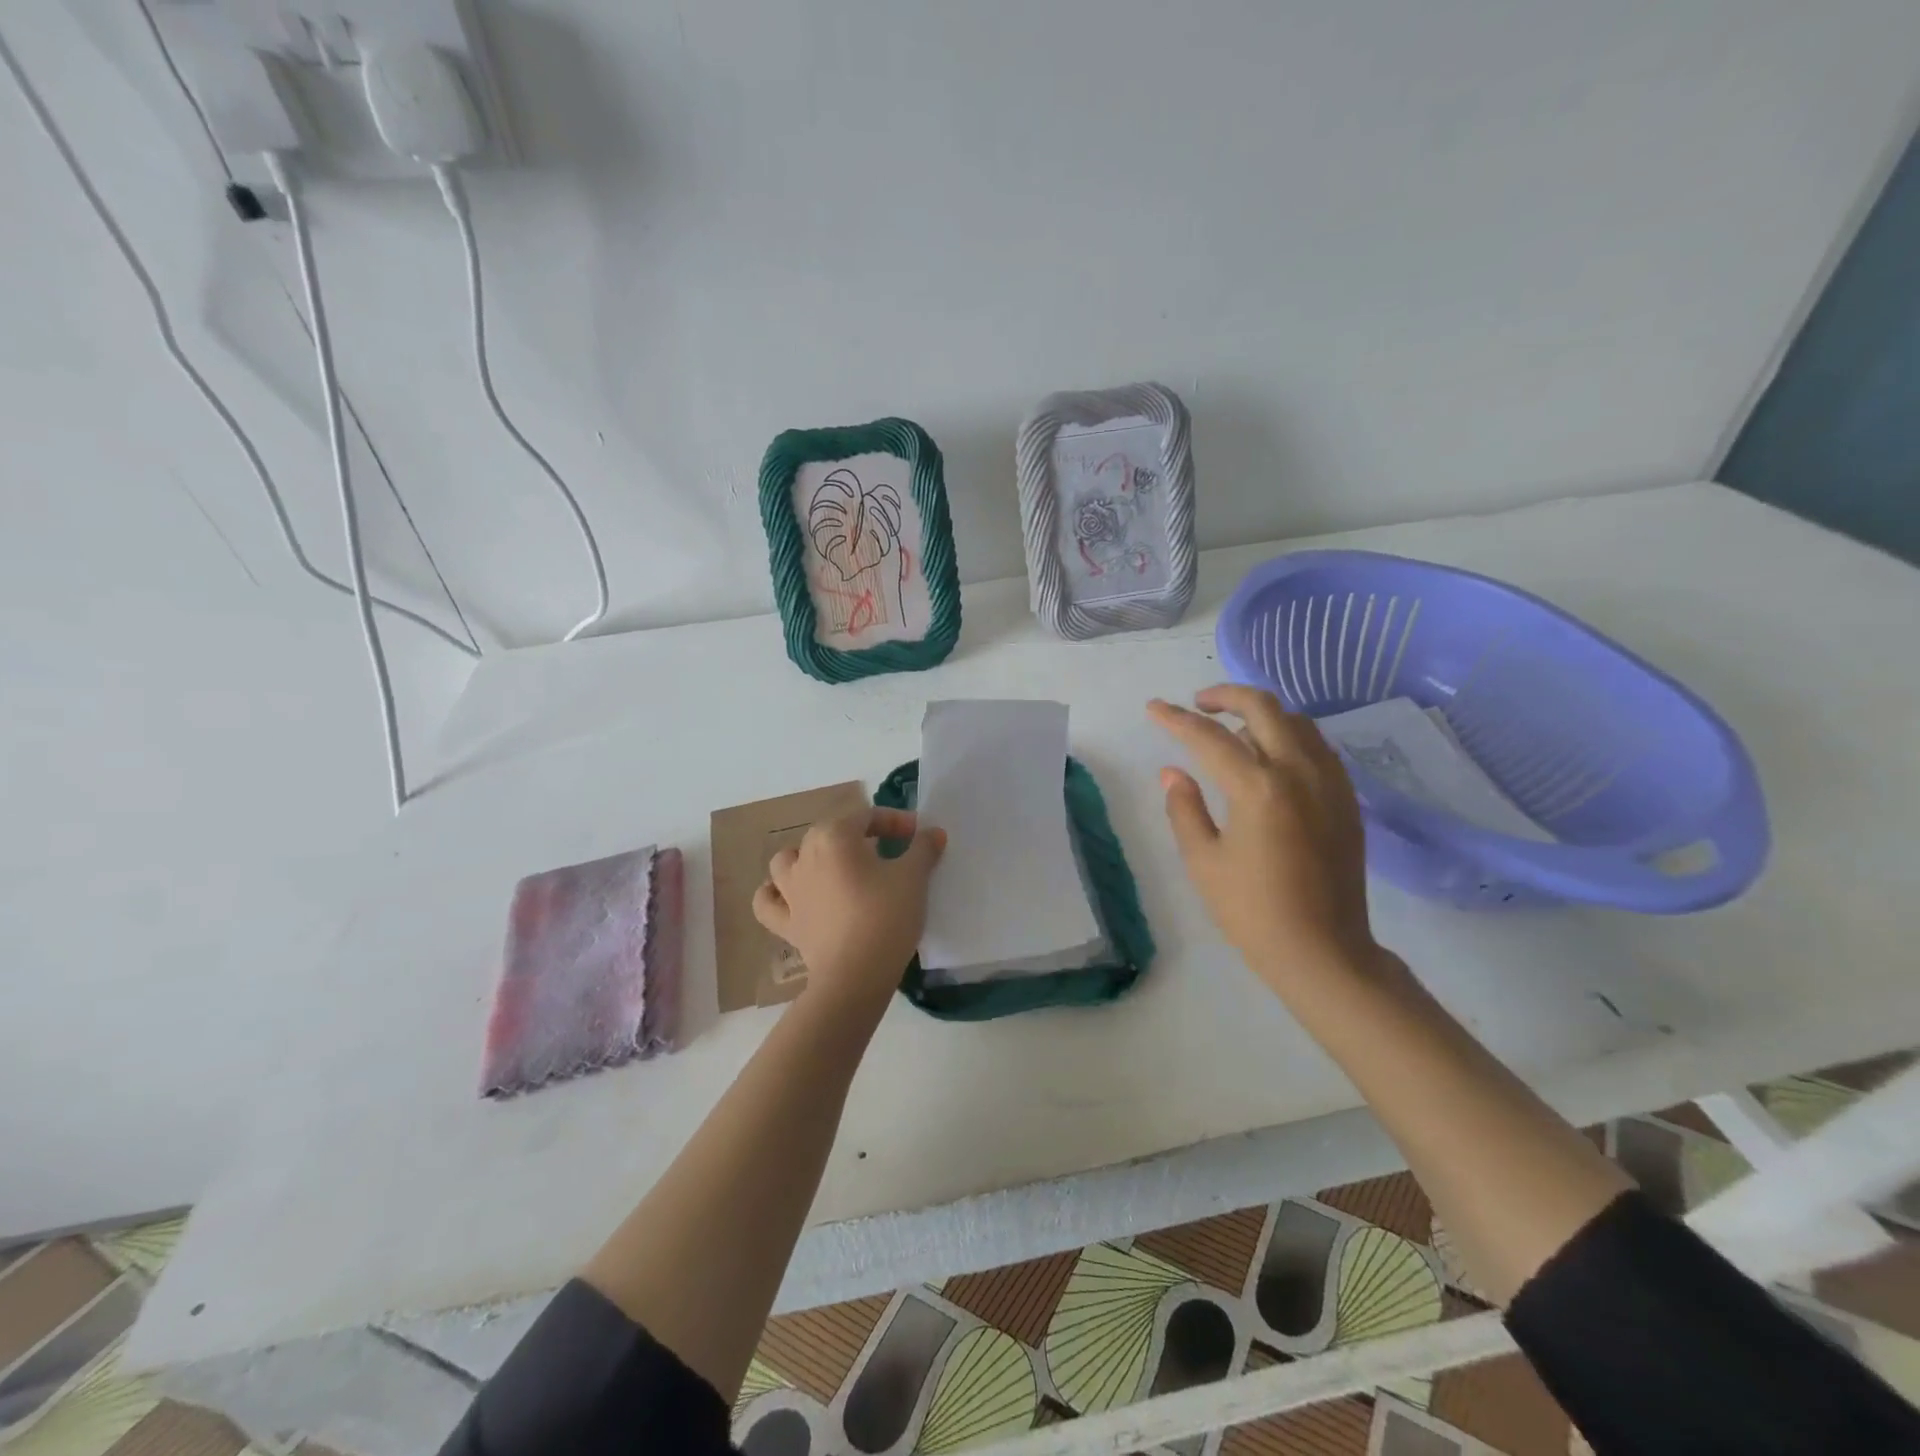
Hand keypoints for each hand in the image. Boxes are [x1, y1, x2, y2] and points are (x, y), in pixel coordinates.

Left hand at [753, 808, 946, 1009]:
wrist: (856, 975)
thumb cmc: (886, 916)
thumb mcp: (913, 877)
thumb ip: (922, 849)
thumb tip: (932, 832)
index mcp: (834, 837)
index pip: (866, 816)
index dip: (894, 821)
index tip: (917, 834)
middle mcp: (805, 856)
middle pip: (829, 833)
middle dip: (858, 834)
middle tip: (888, 849)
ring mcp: (790, 891)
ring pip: (788, 860)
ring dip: (808, 857)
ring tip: (832, 867)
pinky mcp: (786, 923)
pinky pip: (769, 902)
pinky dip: (776, 895)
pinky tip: (791, 897)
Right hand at [1148, 685, 1377, 981]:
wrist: (1325, 952)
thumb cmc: (1253, 912)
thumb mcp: (1203, 862)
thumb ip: (1184, 808)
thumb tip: (1173, 772)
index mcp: (1258, 788)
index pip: (1208, 737)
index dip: (1175, 719)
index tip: (1153, 708)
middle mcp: (1298, 772)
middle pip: (1263, 707)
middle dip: (1225, 696)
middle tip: (1198, 705)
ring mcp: (1330, 782)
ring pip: (1296, 721)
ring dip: (1260, 713)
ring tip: (1232, 730)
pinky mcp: (1346, 799)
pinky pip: (1317, 746)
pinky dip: (1288, 736)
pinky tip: (1270, 757)